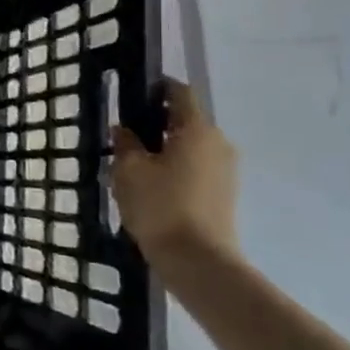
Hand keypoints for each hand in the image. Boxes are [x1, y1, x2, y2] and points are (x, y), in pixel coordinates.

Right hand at [110, 76, 236, 265]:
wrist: (198, 262)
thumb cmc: (160, 206)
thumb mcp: (128, 169)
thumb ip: (125, 142)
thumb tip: (124, 130)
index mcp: (196, 129)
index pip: (179, 92)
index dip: (155, 88)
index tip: (131, 96)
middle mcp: (218, 143)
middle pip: (185, 120)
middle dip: (156, 122)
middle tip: (125, 136)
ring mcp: (226, 170)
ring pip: (190, 146)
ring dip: (165, 148)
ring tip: (134, 165)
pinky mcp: (224, 193)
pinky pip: (196, 167)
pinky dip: (175, 168)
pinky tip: (152, 186)